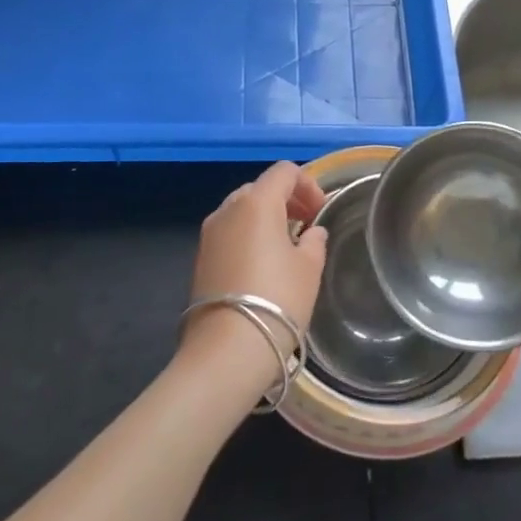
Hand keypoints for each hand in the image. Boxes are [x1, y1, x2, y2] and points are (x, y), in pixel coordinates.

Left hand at [181, 162, 328, 393]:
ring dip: (265, 218)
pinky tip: (262, 265)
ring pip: (241, 210)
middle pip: (260, 188)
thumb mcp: (309, 268)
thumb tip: (311, 232)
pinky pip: (229, 233)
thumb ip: (314, 241)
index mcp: (256, 202)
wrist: (227, 349)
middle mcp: (227, 209)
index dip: (308, 184)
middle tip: (305, 225)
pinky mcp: (200, 258)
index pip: (284, 171)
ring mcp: (209, 234)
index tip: (320, 212)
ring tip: (285, 247)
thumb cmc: (278, 300)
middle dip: (285, 200)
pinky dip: (248, 236)